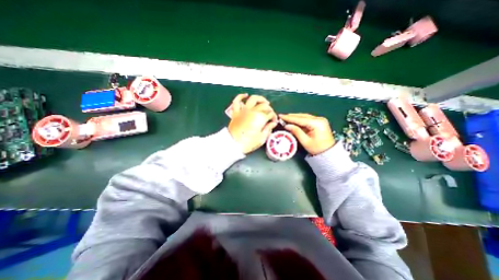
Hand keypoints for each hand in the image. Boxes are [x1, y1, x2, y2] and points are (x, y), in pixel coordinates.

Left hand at [228, 93, 278, 152]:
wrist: (233, 144)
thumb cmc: (248, 143)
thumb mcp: (262, 138)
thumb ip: (268, 129)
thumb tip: (273, 123)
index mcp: (260, 118)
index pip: (270, 114)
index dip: (274, 117)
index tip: (273, 122)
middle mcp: (252, 111)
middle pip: (264, 105)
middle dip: (269, 109)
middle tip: (270, 114)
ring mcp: (243, 111)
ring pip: (253, 99)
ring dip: (260, 99)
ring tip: (264, 102)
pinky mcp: (236, 112)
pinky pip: (237, 101)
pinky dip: (241, 97)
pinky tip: (245, 95)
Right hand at [281, 113, 334, 154]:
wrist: (329, 152)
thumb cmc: (317, 148)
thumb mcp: (305, 141)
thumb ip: (296, 131)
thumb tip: (287, 125)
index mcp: (317, 123)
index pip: (300, 119)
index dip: (289, 118)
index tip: (281, 116)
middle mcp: (319, 119)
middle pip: (302, 116)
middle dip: (292, 116)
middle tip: (282, 116)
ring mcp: (320, 120)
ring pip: (304, 117)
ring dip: (295, 118)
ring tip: (286, 118)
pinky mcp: (319, 122)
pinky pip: (307, 119)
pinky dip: (300, 120)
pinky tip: (294, 121)